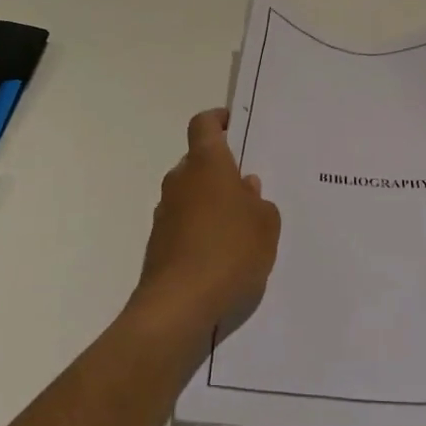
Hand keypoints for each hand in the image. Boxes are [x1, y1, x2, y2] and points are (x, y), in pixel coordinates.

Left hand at [130, 109, 280, 350]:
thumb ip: (260, 202)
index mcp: (207, 163)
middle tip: (249, 189)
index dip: (218, 120)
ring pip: (190, 194)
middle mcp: (180, 180)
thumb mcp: (266, 225)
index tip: (234, 125)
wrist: (178, 306)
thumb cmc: (229, 251)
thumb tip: (246, 189)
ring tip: (239, 227)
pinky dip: (200, 229)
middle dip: (221, 170)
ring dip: (210, 202)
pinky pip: (183, 223)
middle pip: (198, 161)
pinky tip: (222, 255)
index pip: (204, 124)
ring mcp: (165, 212)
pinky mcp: (158, 243)